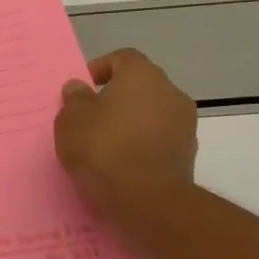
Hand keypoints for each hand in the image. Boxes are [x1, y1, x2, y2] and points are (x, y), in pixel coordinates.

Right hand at [54, 49, 197, 219]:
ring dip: (131, 123)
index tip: (81, 91)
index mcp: (142, 75)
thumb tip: (80, 88)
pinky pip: (158, 139)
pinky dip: (142, 145)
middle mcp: (170, 92)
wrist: (147, 199)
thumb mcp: (71, 120)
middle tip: (90, 119)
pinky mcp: (187, 153)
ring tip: (104, 145)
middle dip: (116, 98)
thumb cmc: (103, 148)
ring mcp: (184, 124)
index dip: (100, 69)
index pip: (122, 58)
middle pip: (139, 86)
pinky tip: (122, 163)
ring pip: (151, 114)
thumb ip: (74, 99)